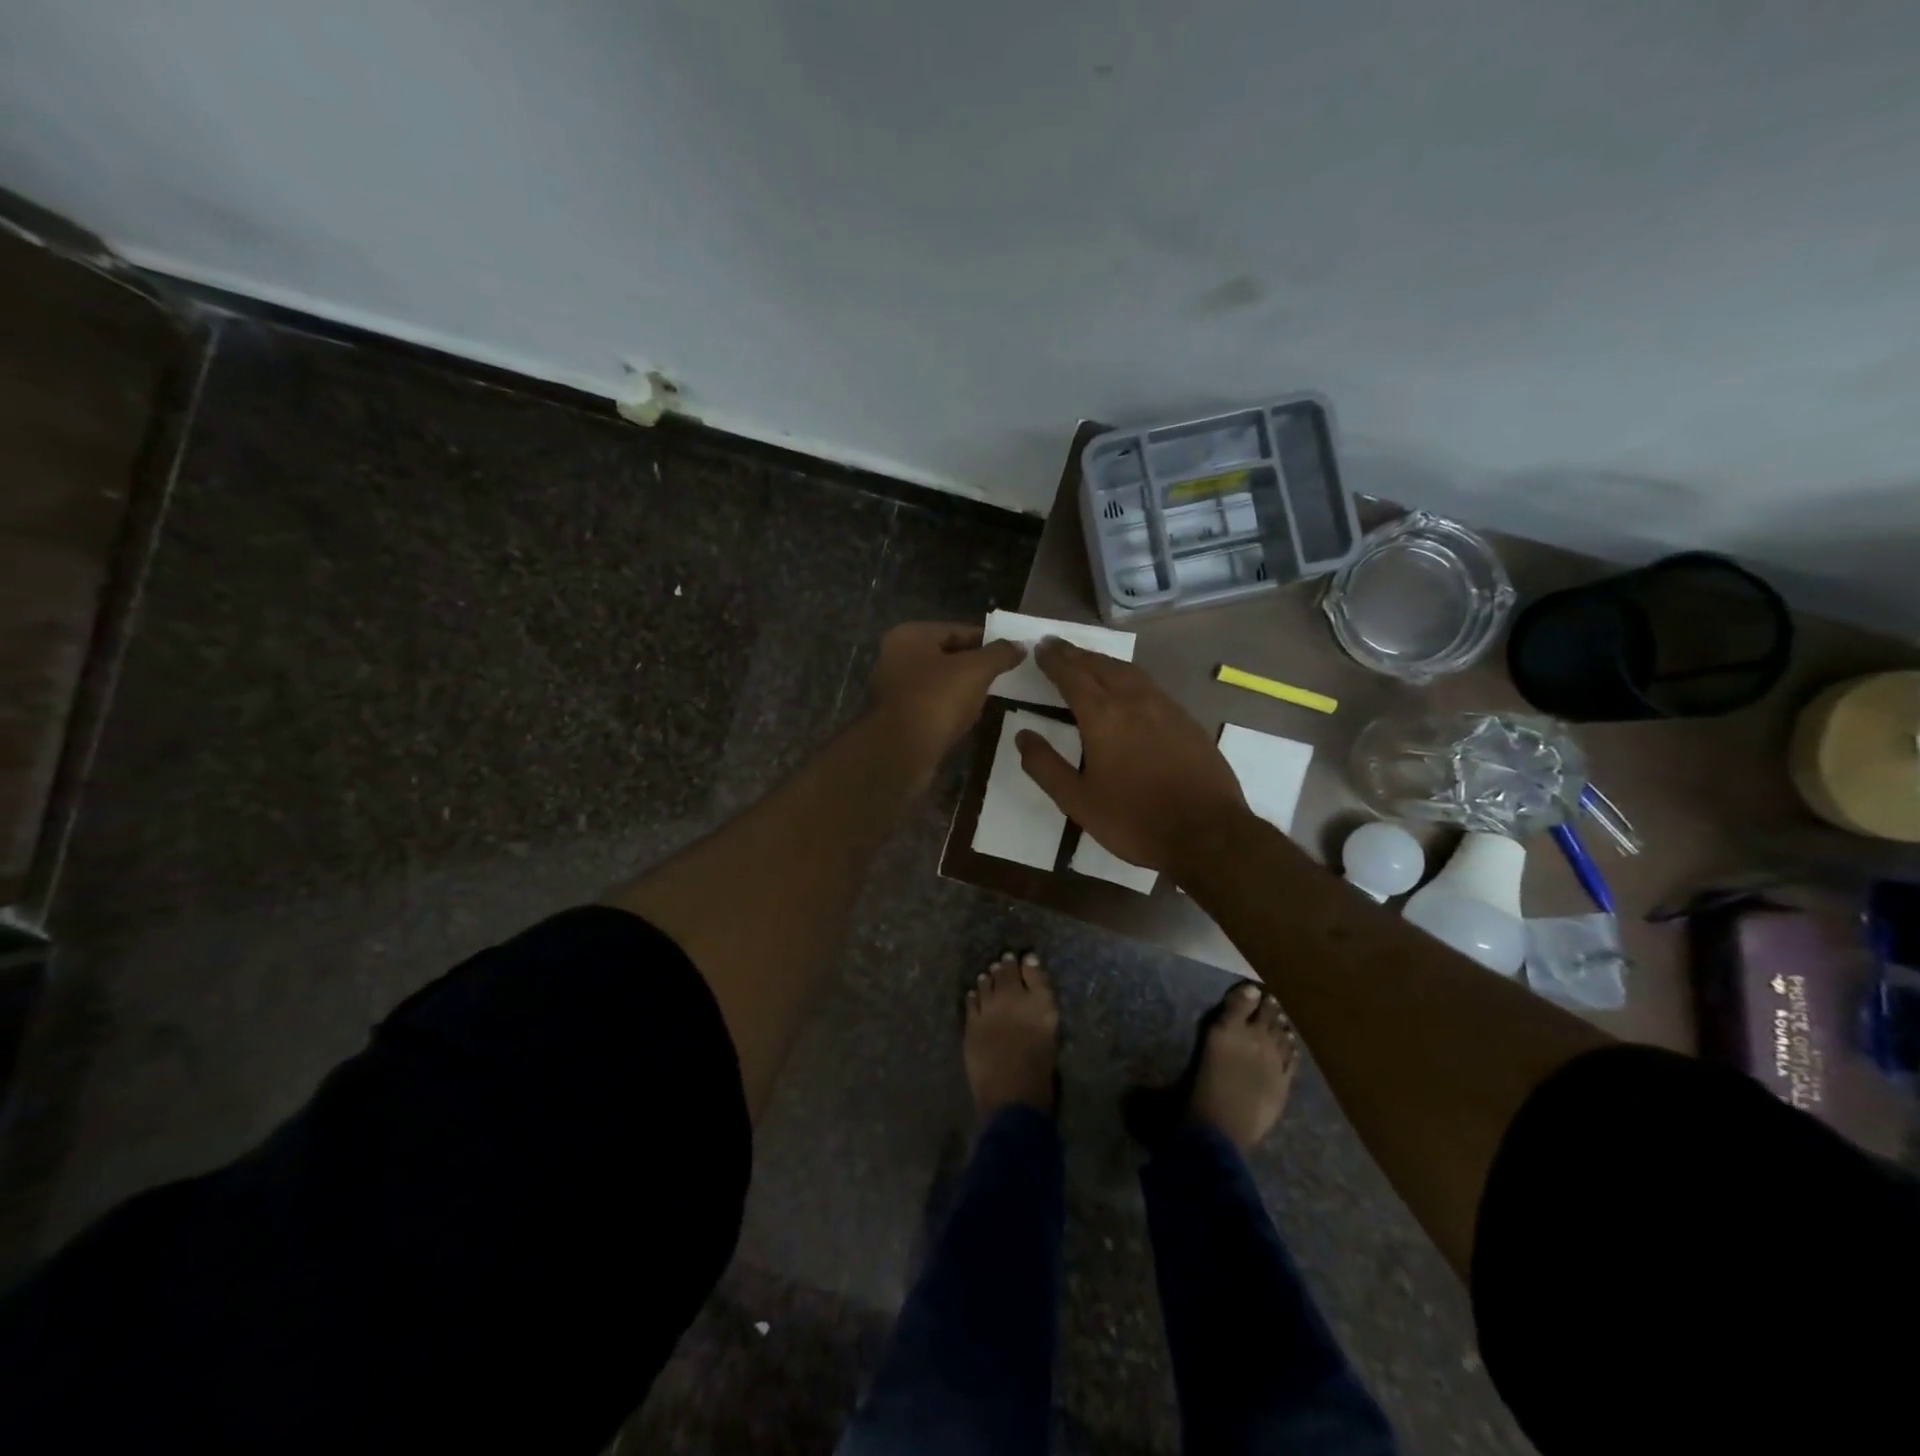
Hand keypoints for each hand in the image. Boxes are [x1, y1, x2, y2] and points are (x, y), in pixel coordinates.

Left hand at [867, 622, 1024, 780]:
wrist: (901, 753)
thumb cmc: (936, 700)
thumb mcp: (975, 670)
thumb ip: (999, 654)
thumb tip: (1020, 645)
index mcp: (910, 636)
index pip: (956, 630)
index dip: (986, 640)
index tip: (1011, 652)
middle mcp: (896, 658)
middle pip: (947, 656)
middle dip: (975, 666)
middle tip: (1005, 675)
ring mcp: (895, 689)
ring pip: (940, 682)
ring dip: (964, 689)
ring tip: (993, 697)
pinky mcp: (899, 718)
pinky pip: (932, 706)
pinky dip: (951, 709)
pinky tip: (971, 718)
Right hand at [1016, 639, 1247, 872]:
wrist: (1206, 833)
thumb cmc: (1134, 820)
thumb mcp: (1077, 801)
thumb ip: (1046, 766)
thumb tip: (1023, 736)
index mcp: (1102, 717)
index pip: (1072, 676)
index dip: (1054, 660)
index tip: (1040, 647)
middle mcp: (1134, 701)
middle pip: (1100, 665)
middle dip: (1076, 654)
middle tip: (1057, 645)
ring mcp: (1165, 707)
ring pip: (1128, 671)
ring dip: (1103, 661)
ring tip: (1087, 659)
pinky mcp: (1186, 720)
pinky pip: (1150, 685)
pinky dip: (1128, 676)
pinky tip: (1128, 686)